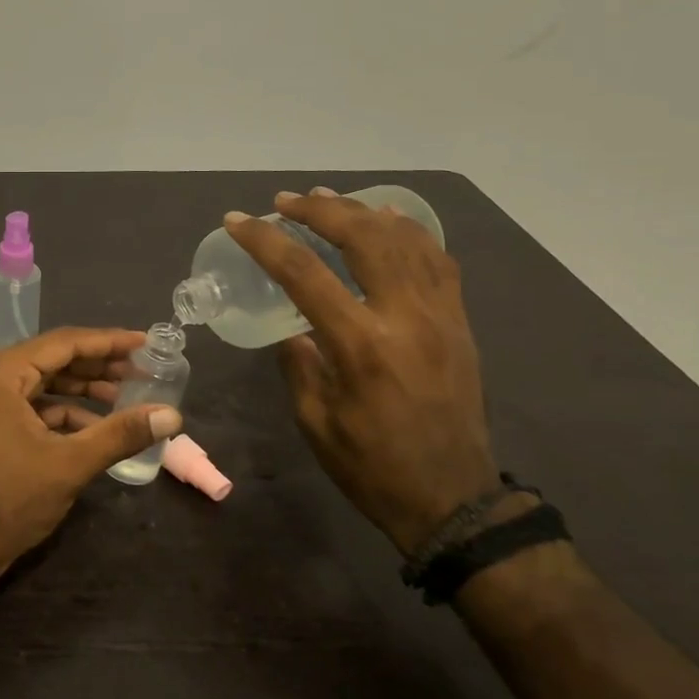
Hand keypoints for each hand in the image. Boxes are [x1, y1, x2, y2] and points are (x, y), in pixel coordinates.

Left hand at [0, 327, 183, 582]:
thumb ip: (121, 433)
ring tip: (124, 396)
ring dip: (79, 389)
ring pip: (39, 381)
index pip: (62, 344)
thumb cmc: (11, 501)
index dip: (108, 342)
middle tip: (140, 370)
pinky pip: (25, 403)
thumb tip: (172, 415)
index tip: (144, 342)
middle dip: (97, 366)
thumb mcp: (71, 464)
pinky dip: (58, 411)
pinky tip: (92, 426)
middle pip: (50, 359)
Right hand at [225, 188, 497, 553]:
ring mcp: (440, 314)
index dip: (265, 240)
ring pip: (405, 238)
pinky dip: (408, 231)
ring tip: (328, 200)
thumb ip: (298, 363)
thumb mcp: (314, 420)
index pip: (304, 273)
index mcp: (361, 344)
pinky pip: (437, 259)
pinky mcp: (459, 321)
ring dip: (362, 211)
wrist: (453, 499)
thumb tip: (293, 327)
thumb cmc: (371, 466)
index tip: (238, 221)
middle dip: (318, 210)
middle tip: (285, 201)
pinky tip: (386, 222)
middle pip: (362, 237)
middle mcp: (405, 316)